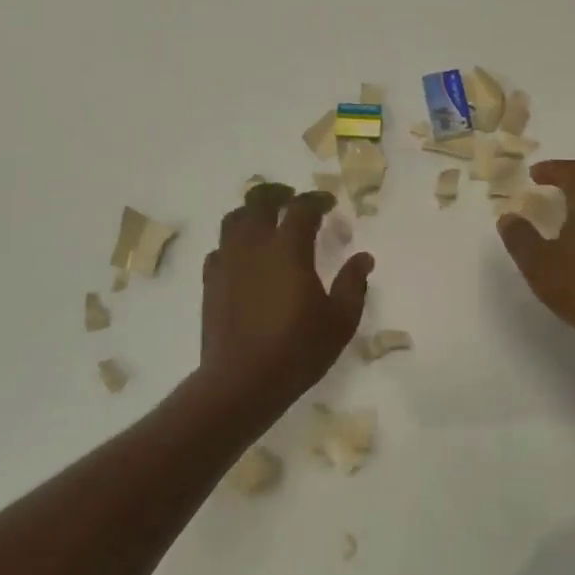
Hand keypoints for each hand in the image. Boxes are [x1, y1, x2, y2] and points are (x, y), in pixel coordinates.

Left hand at [201, 183, 372, 409]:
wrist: (242, 381)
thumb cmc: (298, 350)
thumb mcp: (340, 321)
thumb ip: (353, 284)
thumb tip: (364, 258)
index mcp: (288, 249)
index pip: (302, 208)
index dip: (317, 199)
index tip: (328, 203)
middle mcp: (254, 246)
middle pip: (259, 201)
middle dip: (278, 194)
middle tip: (292, 199)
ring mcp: (228, 262)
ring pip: (234, 219)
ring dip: (251, 212)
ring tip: (265, 220)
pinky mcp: (210, 281)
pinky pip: (220, 248)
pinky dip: (234, 243)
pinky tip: (244, 257)